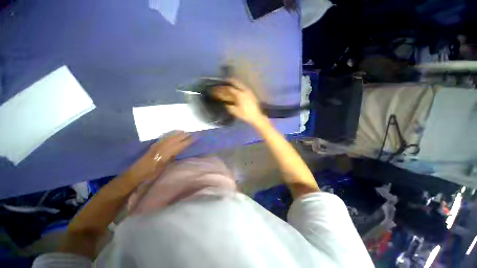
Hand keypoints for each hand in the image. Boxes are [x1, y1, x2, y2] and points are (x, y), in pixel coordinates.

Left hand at [123, 131, 192, 184]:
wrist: (135, 174)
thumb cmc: (151, 174)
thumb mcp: (163, 168)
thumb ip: (171, 158)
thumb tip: (178, 152)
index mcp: (165, 154)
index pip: (179, 146)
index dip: (187, 141)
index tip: (195, 137)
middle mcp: (161, 148)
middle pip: (175, 139)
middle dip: (184, 136)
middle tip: (192, 133)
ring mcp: (156, 146)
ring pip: (169, 137)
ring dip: (177, 134)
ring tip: (185, 132)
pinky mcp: (153, 146)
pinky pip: (164, 138)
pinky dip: (170, 135)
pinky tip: (173, 134)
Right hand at [213, 78, 267, 126]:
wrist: (256, 116)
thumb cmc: (245, 114)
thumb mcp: (235, 111)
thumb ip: (228, 106)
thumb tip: (224, 102)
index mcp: (239, 94)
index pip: (229, 89)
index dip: (222, 89)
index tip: (218, 88)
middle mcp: (244, 90)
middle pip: (235, 82)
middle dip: (229, 81)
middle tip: (224, 81)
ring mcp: (248, 91)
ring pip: (240, 84)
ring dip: (234, 82)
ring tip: (230, 83)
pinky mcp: (251, 93)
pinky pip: (243, 86)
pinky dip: (239, 86)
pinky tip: (237, 88)